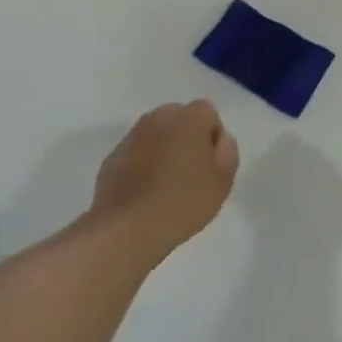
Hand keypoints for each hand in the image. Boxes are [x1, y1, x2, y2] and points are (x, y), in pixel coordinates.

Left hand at [93, 101, 239, 265]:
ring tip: (167, 185)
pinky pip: (137, 152)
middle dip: (188, 138)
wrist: (127, 227)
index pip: (208, 113)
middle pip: (180, 118)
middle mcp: (158, 118)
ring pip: (157, 134)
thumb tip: (221, 140)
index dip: (213, 137)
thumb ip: (228, 153)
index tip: (211, 166)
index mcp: (188, 119)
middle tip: (191, 174)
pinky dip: (143, 163)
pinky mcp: (113, 155)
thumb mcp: (222, 183)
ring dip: (164, 149)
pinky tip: (145, 192)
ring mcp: (132, 135)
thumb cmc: (182, 202)